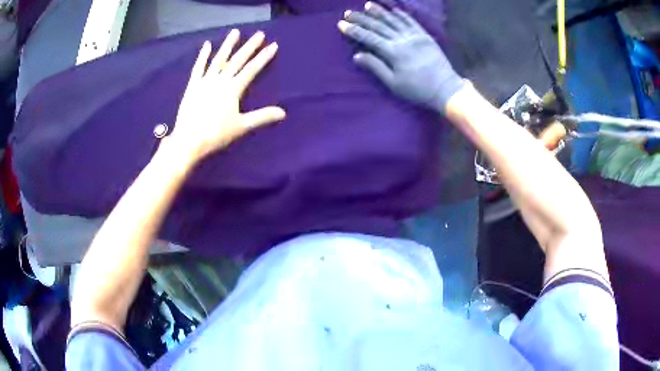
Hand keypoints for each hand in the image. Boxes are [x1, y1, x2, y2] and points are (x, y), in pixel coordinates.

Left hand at [167, 30, 285, 163]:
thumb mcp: (242, 126)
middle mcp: (220, 80)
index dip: (263, 57)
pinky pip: (198, 67)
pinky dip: (202, 56)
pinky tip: (206, 45)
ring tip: (235, 32)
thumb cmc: (216, 134)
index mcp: (233, 89)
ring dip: (227, 45)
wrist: (189, 140)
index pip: (252, 69)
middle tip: (259, 34)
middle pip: (237, 60)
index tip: (273, 45)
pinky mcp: (193, 85)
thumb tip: (283, 112)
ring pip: (219, 59)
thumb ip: (262, 116)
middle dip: (250, 46)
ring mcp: (205, 81)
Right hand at [338, 2, 464, 111]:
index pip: (369, 37)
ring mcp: (415, 35)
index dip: (354, 30)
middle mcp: (403, 39)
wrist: (446, 88)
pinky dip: (402, 14)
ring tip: (367, 5)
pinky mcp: (426, 36)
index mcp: (394, 52)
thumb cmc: (418, 90)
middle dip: (362, 18)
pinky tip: (394, 9)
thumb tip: (357, 55)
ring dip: (379, 11)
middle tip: (348, 12)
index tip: (341, 24)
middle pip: (379, 26)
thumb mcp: (394, 83)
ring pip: (394, 20)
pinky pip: (412, 21)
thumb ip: (376, 67)